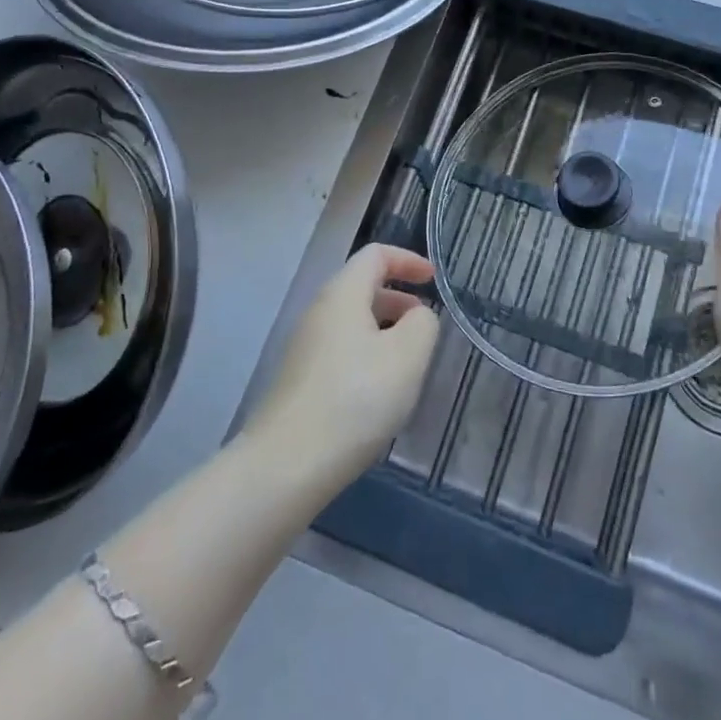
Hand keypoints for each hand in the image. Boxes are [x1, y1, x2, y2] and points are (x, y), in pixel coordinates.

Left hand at [245, 244, 440, 490]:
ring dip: (384, 330)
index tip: (434, 281)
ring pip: (351, 321)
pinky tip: (379, 392)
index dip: (408, 260)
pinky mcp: (299, 379)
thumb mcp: (407, 356)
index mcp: (342, 293)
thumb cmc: (355, 399)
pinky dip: (367, 354)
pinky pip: (341, 349)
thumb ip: (423, 325)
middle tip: (425, 325)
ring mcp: (304, 346)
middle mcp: (318, 311)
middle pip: (361, 287)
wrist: (286, 464)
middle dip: (398, 298)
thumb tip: (417, 317)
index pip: (375, 255)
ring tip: (409, 363)